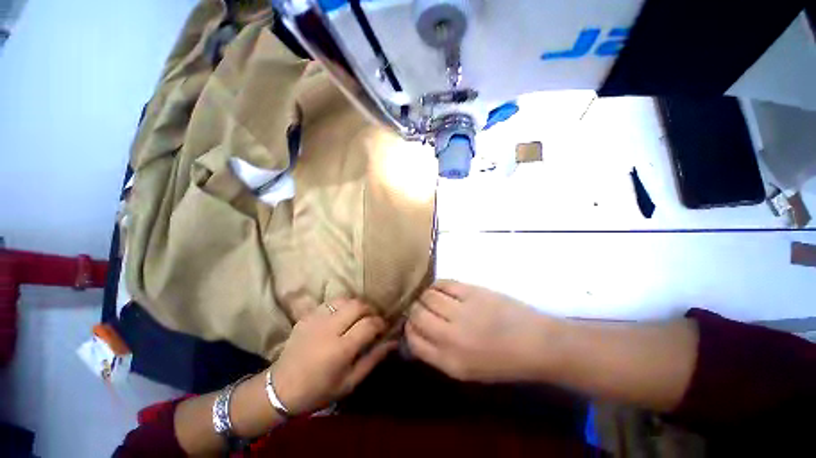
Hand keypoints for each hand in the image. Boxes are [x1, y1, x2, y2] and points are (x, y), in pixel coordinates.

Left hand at [271, 299, 395, 414]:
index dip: (381, 323)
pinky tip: (341, 316)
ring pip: (345, 299)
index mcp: (340, 349)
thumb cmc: (318, 390)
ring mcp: (316, 319)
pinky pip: (330, 302)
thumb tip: (392, 341)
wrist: (280, 388)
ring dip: (356, 305)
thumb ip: (373, 359)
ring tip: (358, 317)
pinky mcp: (307, 315)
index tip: (384, 328)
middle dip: (370, 310)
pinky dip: (341, 305)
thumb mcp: (350, 382)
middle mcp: (329, 328)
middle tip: (372, 320)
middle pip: (358, 305)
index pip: (369, 324)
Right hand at [406, 280, 552, 382]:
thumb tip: (417, 333)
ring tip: (431, 298)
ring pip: (427, 296)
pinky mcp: (472, 292)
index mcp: (449, 362)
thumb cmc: (502, 361)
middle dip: (414, 310)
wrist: (536, 343)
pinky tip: (440, 289)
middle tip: (420, 308)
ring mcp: (462, 311)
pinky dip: (437, 285)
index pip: (413, 340)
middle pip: (417, 314)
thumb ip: (438, 353)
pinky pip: (443, 283)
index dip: (409, 329)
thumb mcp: (466, 370)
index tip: (412, 323)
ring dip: (424, 296)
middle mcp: (451, 337)